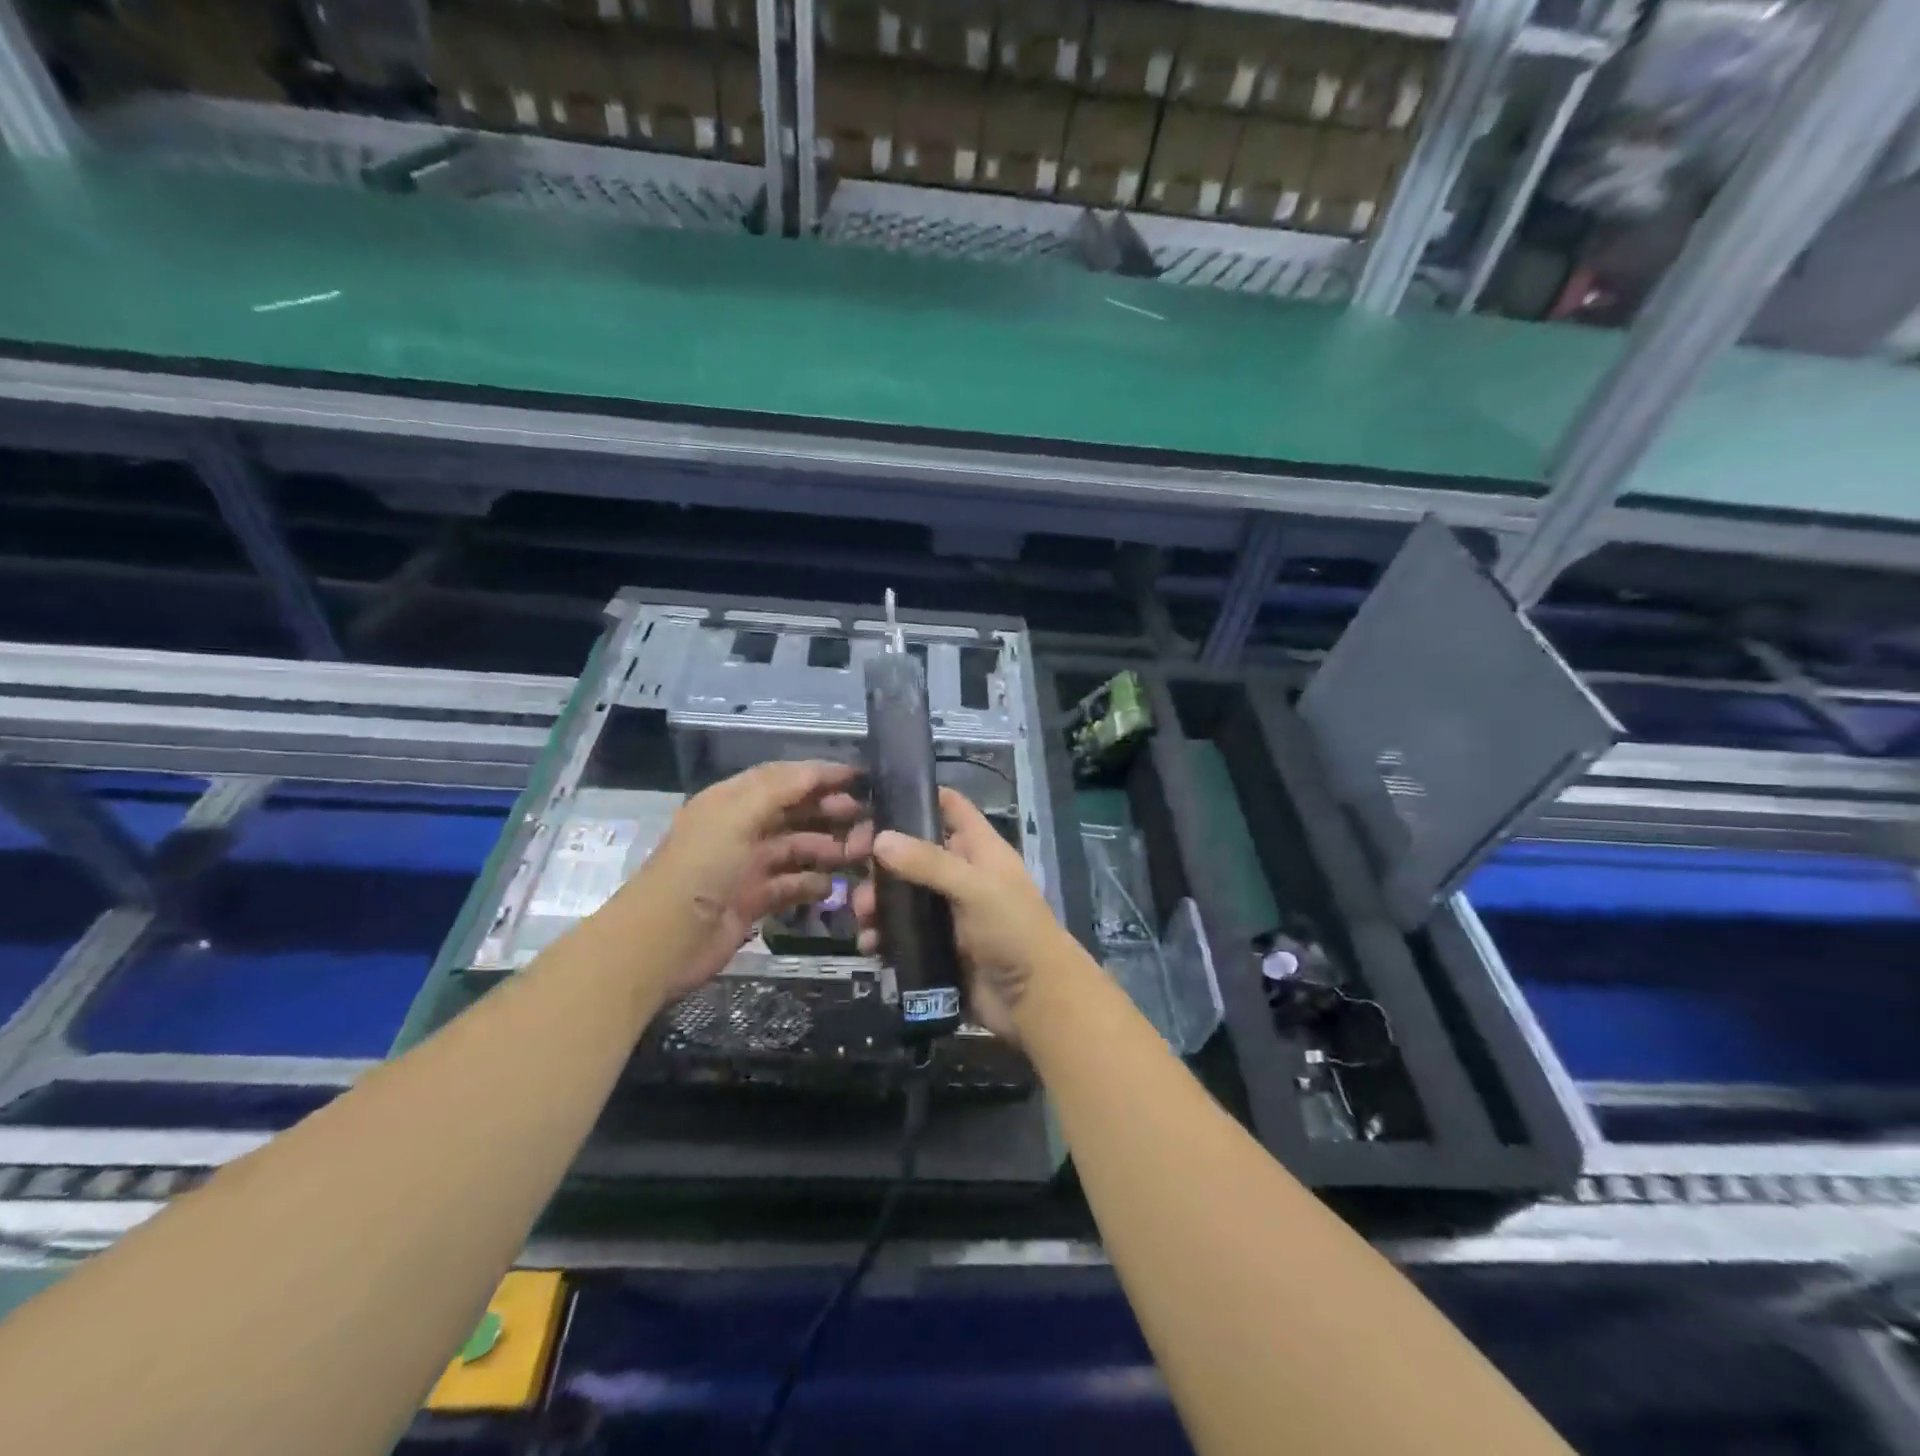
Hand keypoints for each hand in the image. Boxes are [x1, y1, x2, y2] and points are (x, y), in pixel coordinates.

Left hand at [635, 761, 861, 993]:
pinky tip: (832, 888)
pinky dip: (812, 884)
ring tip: (857, 856)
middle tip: (865, 822)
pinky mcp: (753, 901)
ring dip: (827, 849)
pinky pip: (790, 885)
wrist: (665, 940)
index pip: (783, 778)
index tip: (860, 778)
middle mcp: (740, 829)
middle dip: (829, 812)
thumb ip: (779, 788)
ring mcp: (747, 867)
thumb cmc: (702, 867)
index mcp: (732, 801)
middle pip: (793, 812)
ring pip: (796, 848)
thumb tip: (819, 769)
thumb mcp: (737, 815)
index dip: (820, 775)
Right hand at [848, 787, 1067, 1040]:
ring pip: (902, 895)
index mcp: (979, 850)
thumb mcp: (975, 888)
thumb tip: (880, 839)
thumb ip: (929, 863)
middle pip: (913, 852)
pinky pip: (901, 934)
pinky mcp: (936, 947)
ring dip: (877, 901)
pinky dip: (882, 936)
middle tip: (849, 863)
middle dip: (882, 859)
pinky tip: (869, 945)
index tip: (875, 800)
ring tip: (863, 915)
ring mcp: (948, 913)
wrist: (1035, 1001)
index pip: (950, 807)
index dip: (917, 797)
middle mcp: (961, 876)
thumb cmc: (1013, 931)